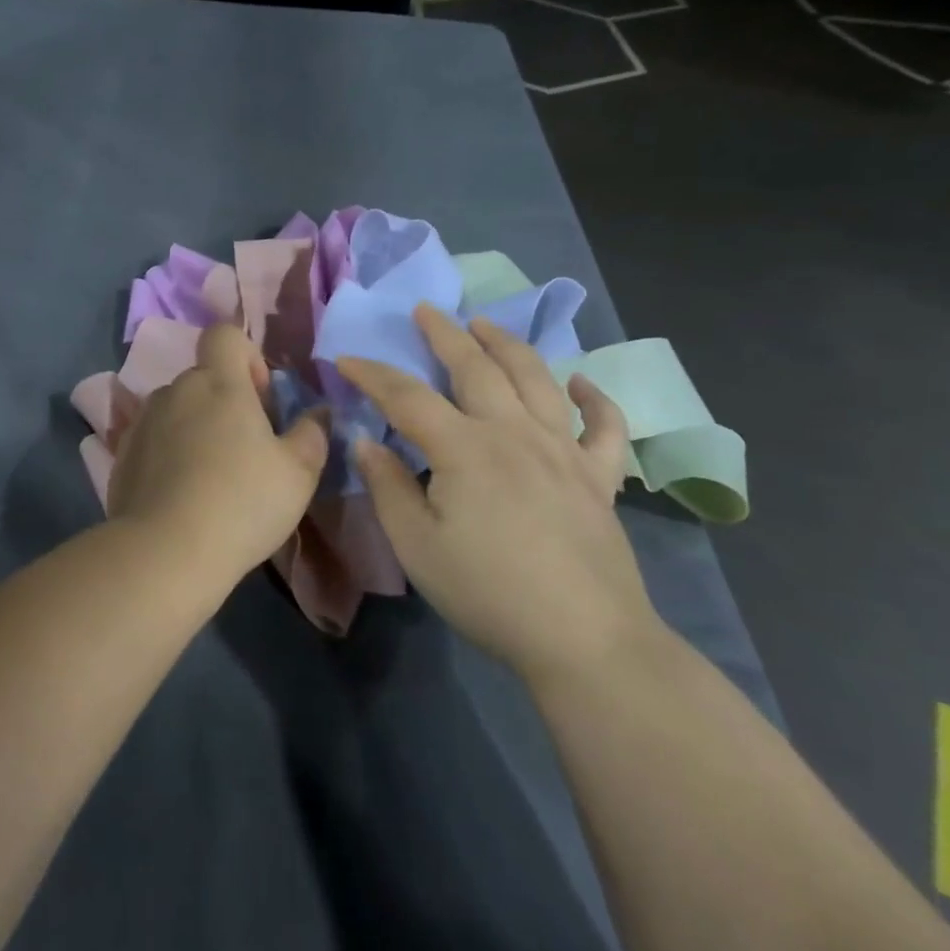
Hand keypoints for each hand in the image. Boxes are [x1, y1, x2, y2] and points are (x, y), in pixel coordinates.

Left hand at [108, 324, 328, 580]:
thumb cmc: (242, 503)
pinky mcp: (123, 454)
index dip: (246, 356)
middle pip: (204, 377)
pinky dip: (170, 454)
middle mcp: (176, 390)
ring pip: (178, 409)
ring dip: (196, 427)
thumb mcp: (298, 473)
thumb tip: (318, 413)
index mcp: (218, 383)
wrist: (165, 552)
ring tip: (211, 477)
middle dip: (226, 402)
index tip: (260, 400)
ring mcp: (144, 421)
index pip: (224, 334)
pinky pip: (155, 439)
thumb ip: (312, 433)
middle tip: (245, 450)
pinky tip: (182, 495)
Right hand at [338, 305, 657, 679]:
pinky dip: (594, 399)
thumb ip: (388, 488)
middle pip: (476, 368)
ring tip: (487, 324)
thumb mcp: (417, 547)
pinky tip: (580, 383)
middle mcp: (515, 433)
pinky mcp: (600, 478)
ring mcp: (564, 451)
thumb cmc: (489, 593)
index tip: (346, 358)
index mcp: (465, 449)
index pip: (407, 396)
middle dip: (445, 335)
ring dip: (508, 345)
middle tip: (426, 311)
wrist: (585, 640)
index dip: (372, 374)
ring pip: (536, 379)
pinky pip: (604, 427)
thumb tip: (366, 441)